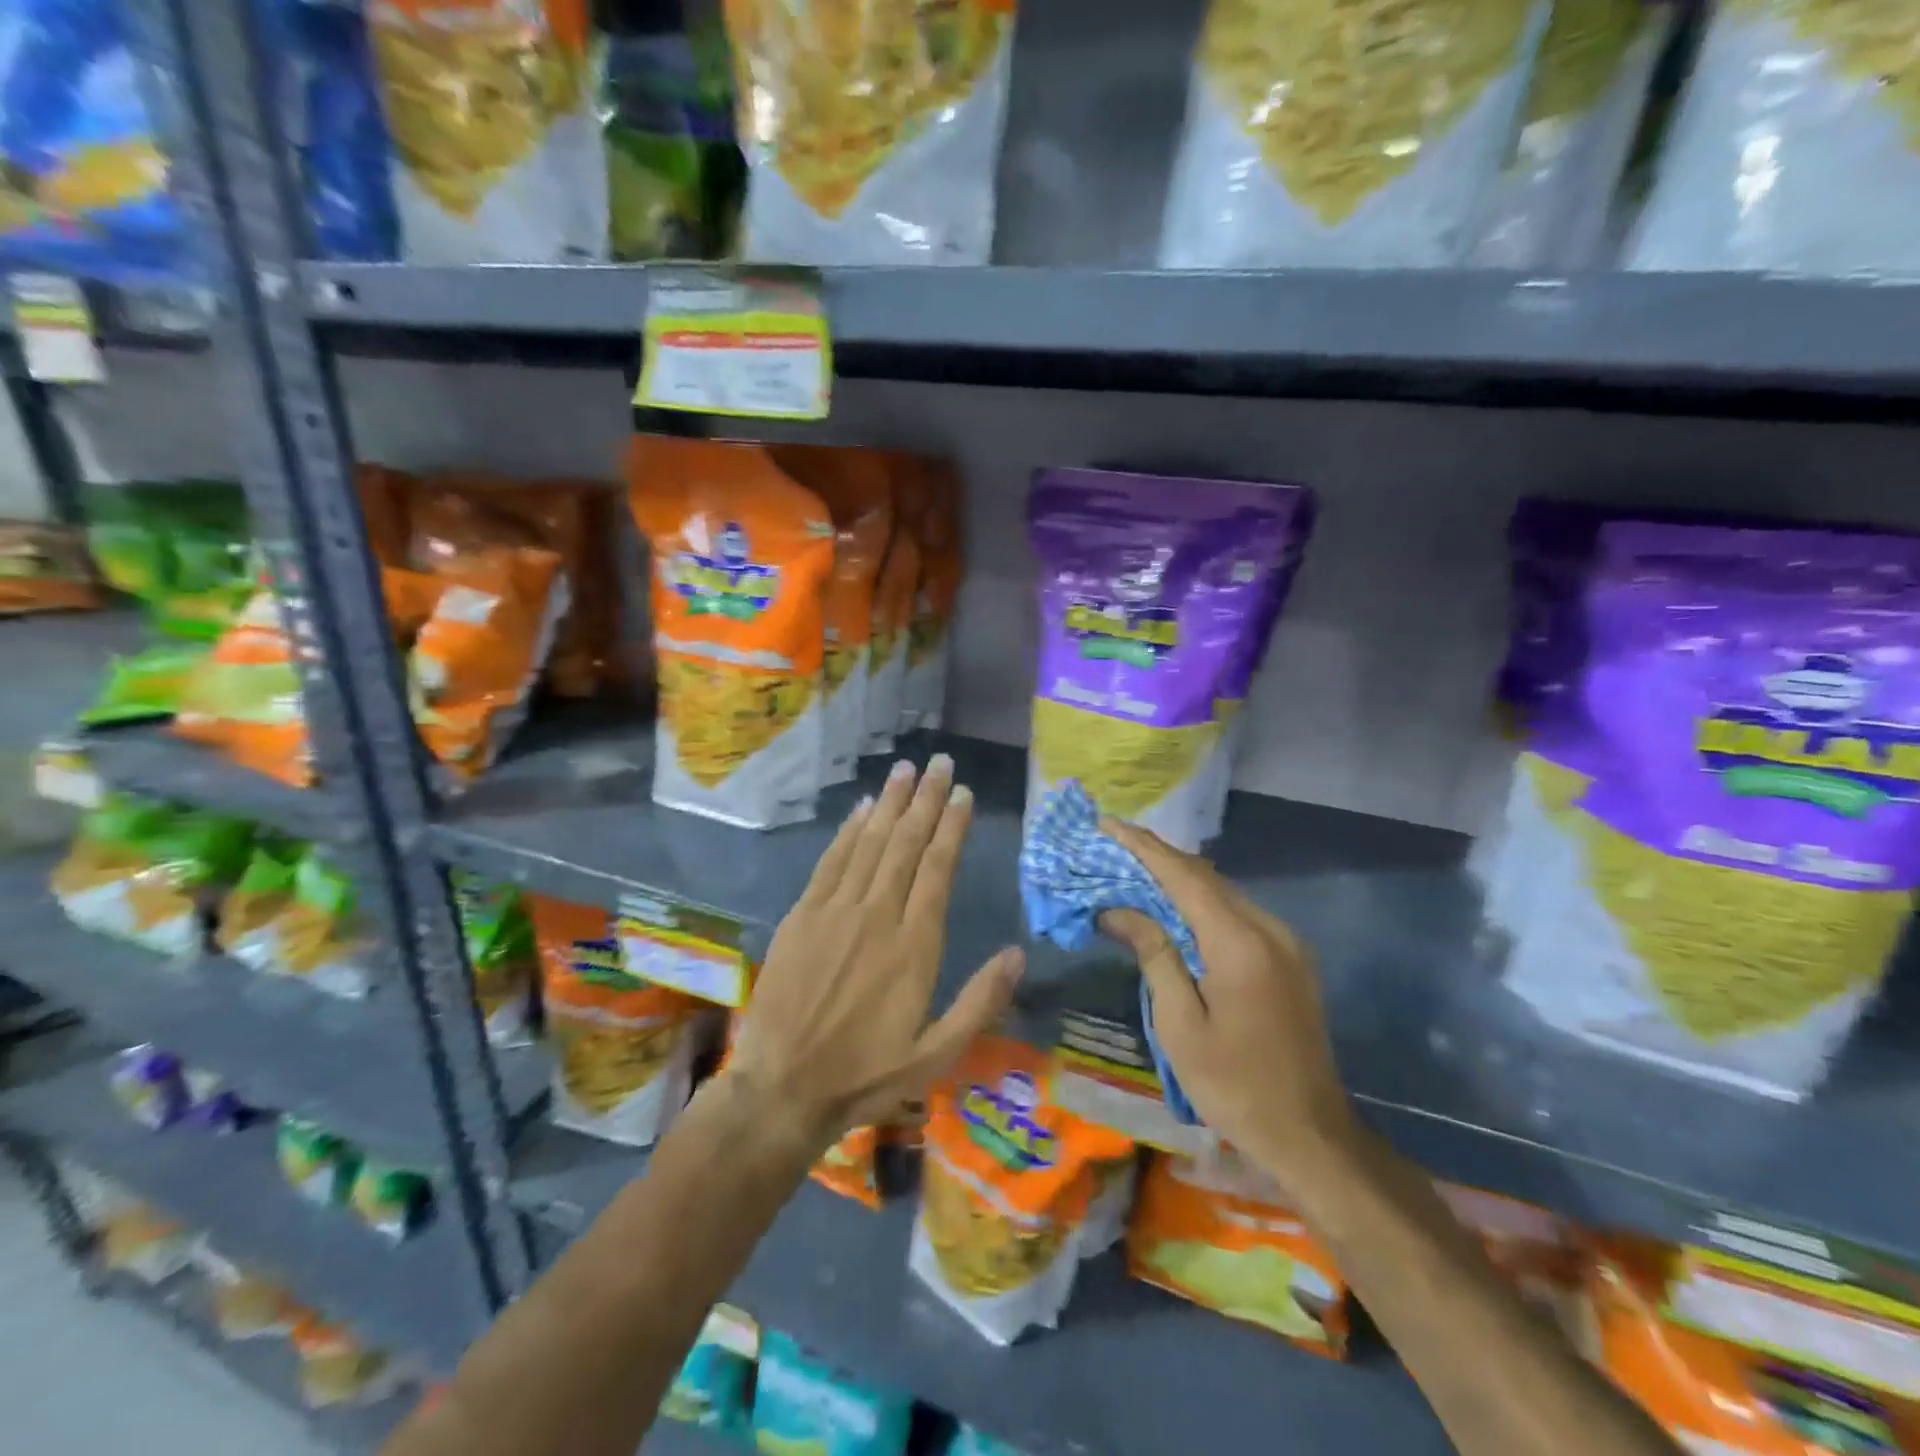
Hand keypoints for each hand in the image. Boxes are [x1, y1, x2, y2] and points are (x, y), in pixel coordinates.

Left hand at [724, 754, 1024, 1156]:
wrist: (782, 1087)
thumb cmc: (866, 1075)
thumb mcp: (936, 1055)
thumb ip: (980, 1002)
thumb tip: (1018, 954)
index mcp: (915, 945)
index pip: (938, 868)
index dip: (951, 827)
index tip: (962, 794)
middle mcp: (877, 915)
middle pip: (906, 844)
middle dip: (925, 799)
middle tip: (939, 763)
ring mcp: (835, 911)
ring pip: (870, 843)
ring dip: (889, 803)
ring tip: (905, 770)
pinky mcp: (803, 916)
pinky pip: (831, 862)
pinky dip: (848, 831)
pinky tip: (862, 809)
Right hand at [1098, 819, 1356, 1187]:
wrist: (1312, 1135)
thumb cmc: (1234, 1085)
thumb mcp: (1180, 1024)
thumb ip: (1154, 955)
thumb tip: (1119, 910)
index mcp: (1239, 943)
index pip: (1183, 876)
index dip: (1143, 847)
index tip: (1107, 824)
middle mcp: (1269, 929)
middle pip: (1206, 876)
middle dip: (1157, 856)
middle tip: (1113, 844)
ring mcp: (1286, 943)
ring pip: (1224, 892)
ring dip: (1179, 877)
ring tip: (1135, 868)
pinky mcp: (1291, 959)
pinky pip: (1239, 913)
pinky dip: (1202, 901)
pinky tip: (1176, 906)